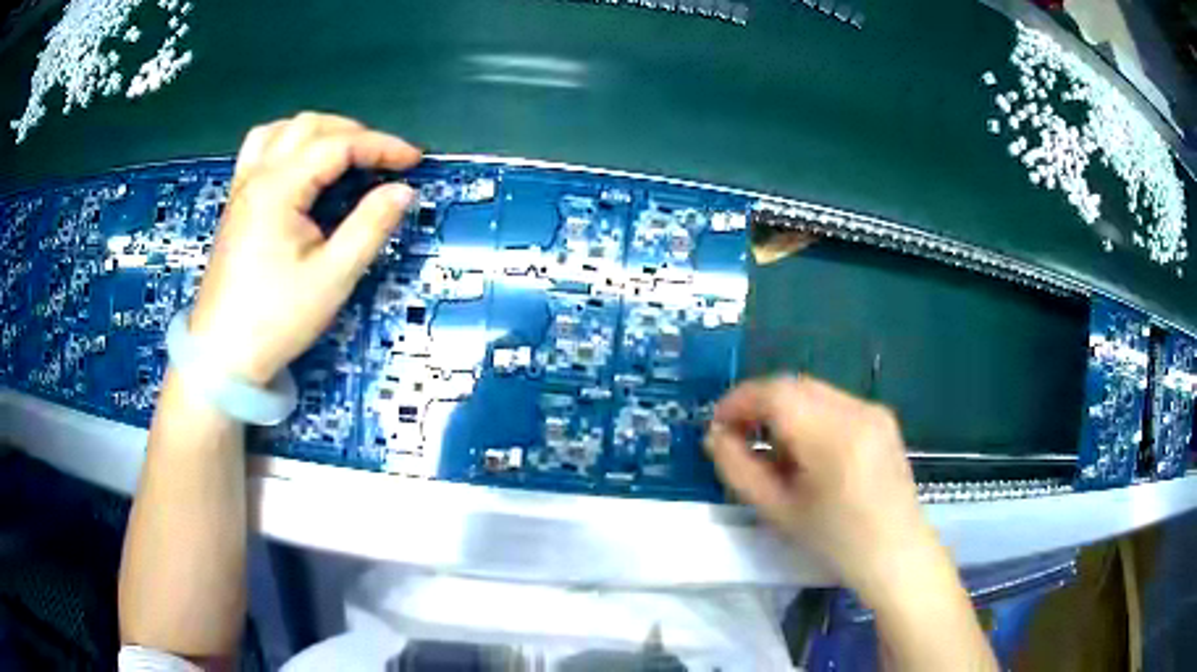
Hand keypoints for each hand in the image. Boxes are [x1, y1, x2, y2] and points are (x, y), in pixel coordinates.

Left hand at [190, 112, 421, 383]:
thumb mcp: (333, 277)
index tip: (413, 161)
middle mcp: (257, 176)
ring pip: (281, 130)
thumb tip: (403, 191)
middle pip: (309, 126)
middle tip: (382, 159)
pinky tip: (300, 164)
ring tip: (344, 152)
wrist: (222, 357)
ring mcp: (242, 188)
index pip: (337, 145)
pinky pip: (260, 149)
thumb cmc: (276, 320)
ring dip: (318, 131)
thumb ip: (370, 226)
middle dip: (353, 133)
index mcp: (278, 189)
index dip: (381, 146)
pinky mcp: (236, 204)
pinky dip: (288, 142)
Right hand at [704, 376, 936, 597]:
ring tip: (770, 448)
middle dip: (759, 403)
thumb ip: (739, 470)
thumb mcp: (779, 512)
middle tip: (736, 434)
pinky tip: (805, 450)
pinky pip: (833, 402)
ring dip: (783, 409)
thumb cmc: (837, 542)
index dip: (739, 401)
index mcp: (833, 436)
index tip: (716, 425)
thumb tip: (716, 436)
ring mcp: (874, 410)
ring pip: (812, 391)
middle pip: (794, 385)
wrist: (897, 554)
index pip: (776, 393)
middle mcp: (857, 410)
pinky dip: (808, 415)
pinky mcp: (882, 417)